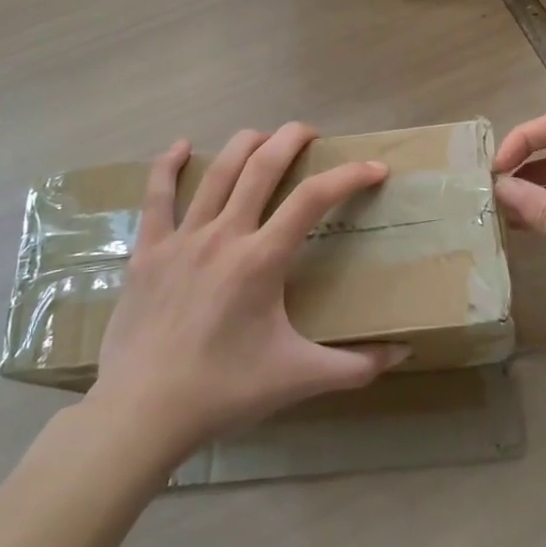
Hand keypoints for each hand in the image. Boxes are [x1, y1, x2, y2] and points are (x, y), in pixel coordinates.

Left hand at [88, 124, 408, 458]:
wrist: (141, 413)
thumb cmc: (224, 391)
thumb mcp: (298, 378)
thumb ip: (356, 366)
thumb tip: (403, 355)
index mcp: (262, 260)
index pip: (314, 198)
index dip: (349, 175)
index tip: (375, 167)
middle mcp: (224, 235)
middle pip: (262, 166)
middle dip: (291, 139)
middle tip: (312, 133)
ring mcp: (181, 239)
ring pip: (217, 171)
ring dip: (245, 144)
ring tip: (265, 137)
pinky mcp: (148, 252)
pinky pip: (156, 196)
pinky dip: (168, 165)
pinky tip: (182, 146)